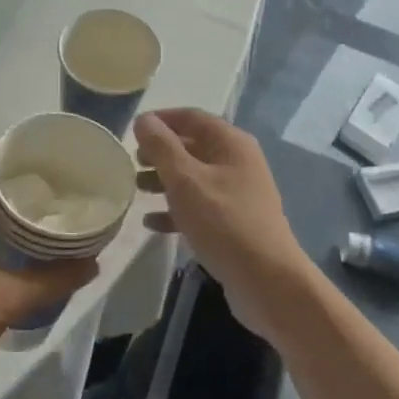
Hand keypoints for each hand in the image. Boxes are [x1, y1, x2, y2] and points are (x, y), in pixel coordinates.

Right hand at [134, 109, 309, 342]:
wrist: (267, 281)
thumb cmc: (224, 222)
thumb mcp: (186, 180)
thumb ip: (162, 147)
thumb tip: (144, 119)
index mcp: (231, 143)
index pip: (192, 117)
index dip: (161, 120)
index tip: (133, 131)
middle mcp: (237, 162)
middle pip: (192, 146)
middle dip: (160, 153)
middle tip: (131, 164)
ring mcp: (238, 193)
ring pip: (194, 178)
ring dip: (164, 181)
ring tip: (136, 190)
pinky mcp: (233, 222)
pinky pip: (199, 206)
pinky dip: (176, 209)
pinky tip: (151, 223)